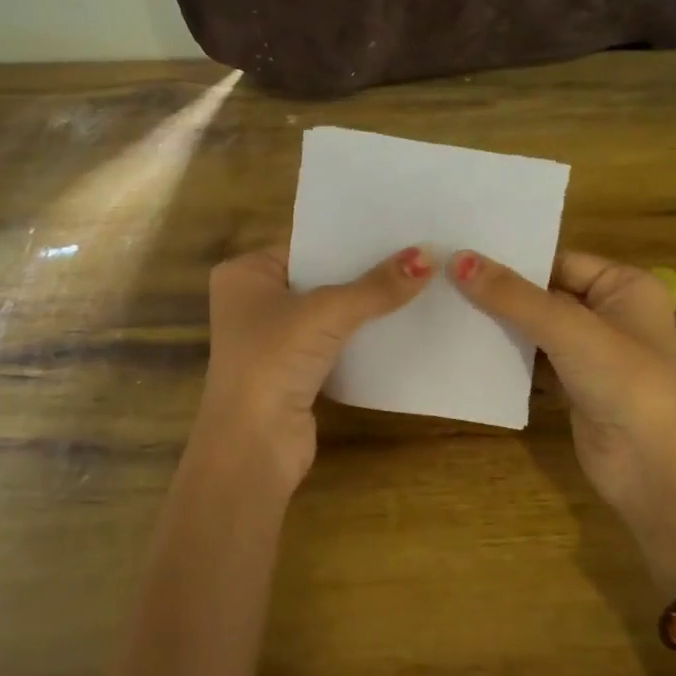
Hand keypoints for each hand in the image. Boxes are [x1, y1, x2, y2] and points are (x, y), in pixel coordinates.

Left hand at [193, 244, 434, 489]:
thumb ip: (377, 286)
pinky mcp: (292, 370)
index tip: (398, 230)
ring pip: (328, 312)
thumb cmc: (274, 360)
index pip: (306, 246)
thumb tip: (430, 255)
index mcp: (245, 274)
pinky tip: (400, 323)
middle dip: (362, 272)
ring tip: (418, 282)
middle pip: (319, 278)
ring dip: (364, 306)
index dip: (349, 240)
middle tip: (417, 253)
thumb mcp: (328, 313)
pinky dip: (359, 336)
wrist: (253, 444)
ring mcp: (271, 338)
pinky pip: (332, 341)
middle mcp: (253, 301)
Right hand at [451, 249, 675, 586]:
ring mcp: (594, 353)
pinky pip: (536, 360)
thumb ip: (513, 296)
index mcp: (626, 286)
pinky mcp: (576, 385)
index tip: (462, 252)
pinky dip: (509, 356)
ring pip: (538, 328)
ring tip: (446, 306)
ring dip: (501, 324)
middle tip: (445, 278)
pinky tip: (469, 347)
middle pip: (547, 293)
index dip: (514, 259)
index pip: (560, 261)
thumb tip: (458, 260)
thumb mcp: (567, 330)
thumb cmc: (623, 383)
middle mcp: (612, 313)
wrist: (651, 469)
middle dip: (502, 291)